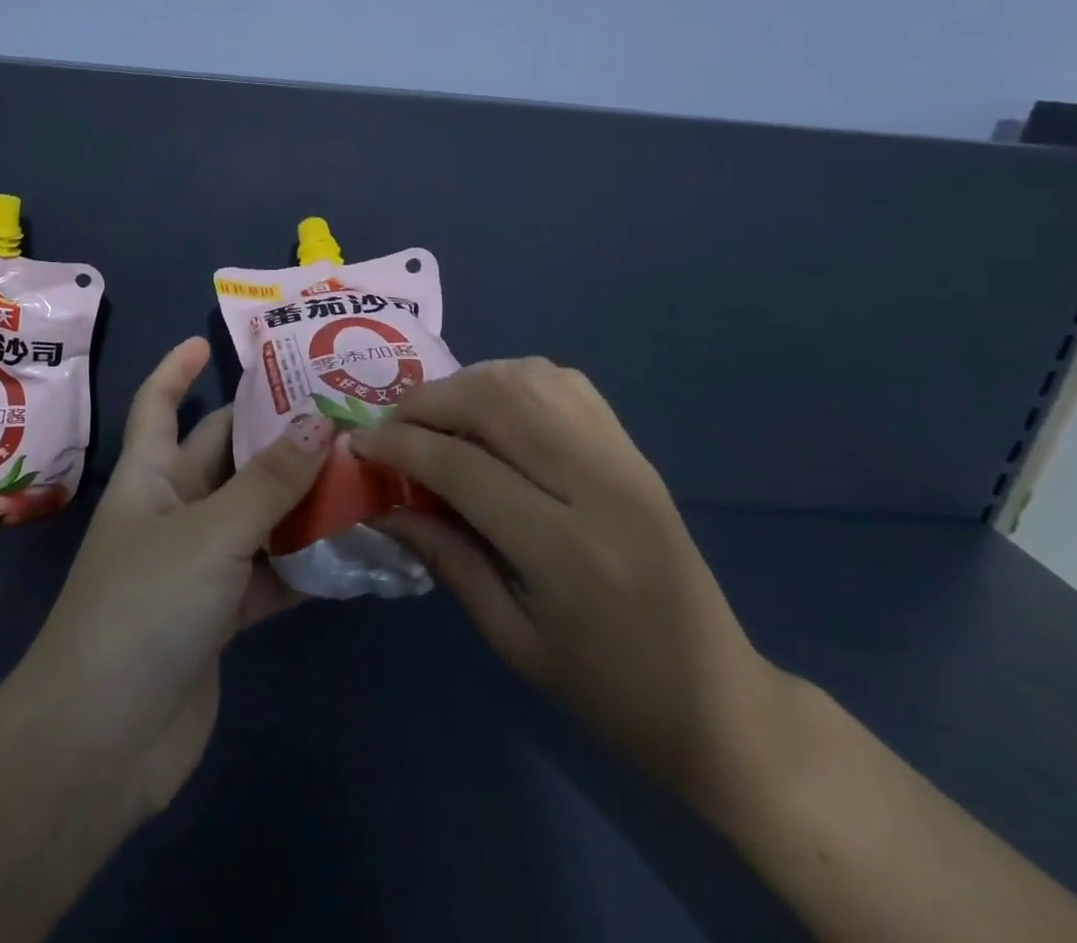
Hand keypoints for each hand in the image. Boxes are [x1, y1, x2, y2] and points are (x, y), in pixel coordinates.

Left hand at [3, 336, 330, 818]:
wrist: (103, 742)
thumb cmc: (143, 608)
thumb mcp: (211, 532)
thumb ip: (269, 481)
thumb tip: (320, 423)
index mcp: (150, 476)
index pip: (157, 405)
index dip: (176, 369)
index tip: (208, 340)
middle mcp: (172, 510)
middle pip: (223, 454)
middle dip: (269, 430)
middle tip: (334, 405)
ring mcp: (197, 565)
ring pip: (255, 512)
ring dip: (298, 496)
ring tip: (360, 467)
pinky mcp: (221, 615)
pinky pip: (269, 571)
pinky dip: (304, 561)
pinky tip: (354, 545)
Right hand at [351, 358, 781, 811]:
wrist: (717, 697)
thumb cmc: (606, 688)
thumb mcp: (512, 639)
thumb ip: (446, 558)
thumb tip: (384, 504)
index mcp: (565, 549)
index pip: (463, 464)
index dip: (399, 446)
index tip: (359, 445)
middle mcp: (598, 484)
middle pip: (496, 400)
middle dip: (428, 402)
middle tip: (392, 427)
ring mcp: (622, 457)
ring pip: (529, 378)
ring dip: (468, 383)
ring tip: (436, 416)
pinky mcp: (633, 448)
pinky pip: (565, 383)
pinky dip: (514, 380)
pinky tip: (492, 409)